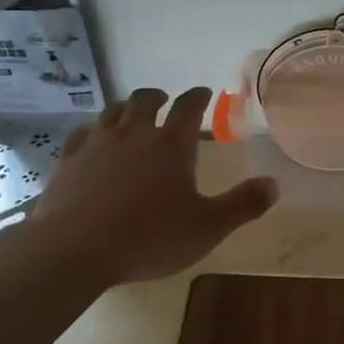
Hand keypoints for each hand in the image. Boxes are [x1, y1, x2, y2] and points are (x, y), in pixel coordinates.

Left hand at [31, 87, 277, 284]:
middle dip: (158, 97)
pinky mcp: (69, 159)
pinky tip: (91, 138)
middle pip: (145, 99)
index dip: (199, 96)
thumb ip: (242, 204)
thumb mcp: (207, 227)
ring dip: (125, 108)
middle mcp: (134, 133)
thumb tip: (274, 183)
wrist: (75, 249)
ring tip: (131, 115)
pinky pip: (81, 133)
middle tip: (164, 102)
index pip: (189, 106)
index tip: (204, 93)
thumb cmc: (149, 237)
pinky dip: (91, 130)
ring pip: (112, 111)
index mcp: (171, 144)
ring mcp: (97, 143)